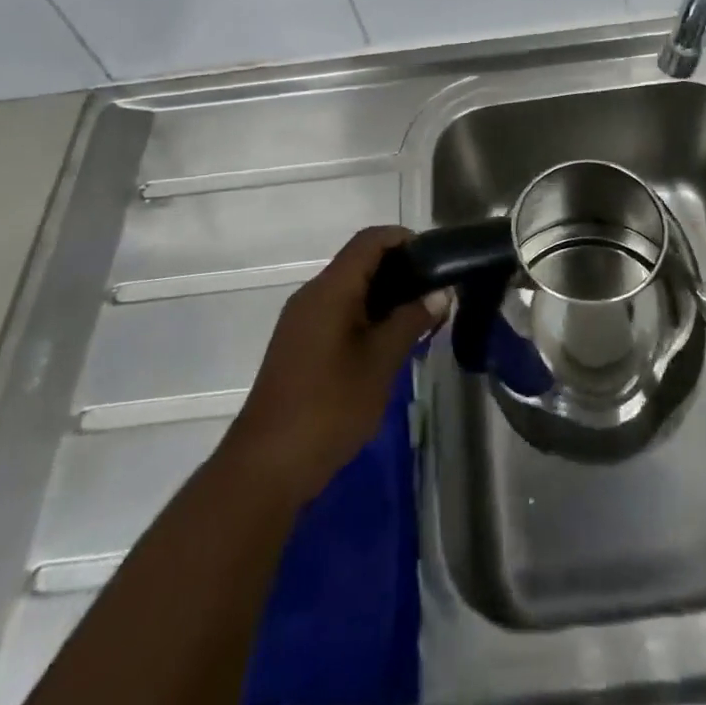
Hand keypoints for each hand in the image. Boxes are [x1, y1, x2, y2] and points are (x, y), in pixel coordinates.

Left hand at [222, 226, 444, 507]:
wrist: (265, 467)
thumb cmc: (328, 407)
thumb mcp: (380, 363)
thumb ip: (411, 321)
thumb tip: (440, 293)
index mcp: (330, 289)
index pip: (369, 240)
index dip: (404, 239)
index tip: (435, 259)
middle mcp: (312, 295)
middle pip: (359, 262)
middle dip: (399, 270)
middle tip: (434, 292)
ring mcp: (301, 321)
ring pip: (348, 289)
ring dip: (384, 295)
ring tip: (419, 318)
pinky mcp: (298, 345)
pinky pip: (337, 312)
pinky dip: (366, 315)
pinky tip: (388, 343)